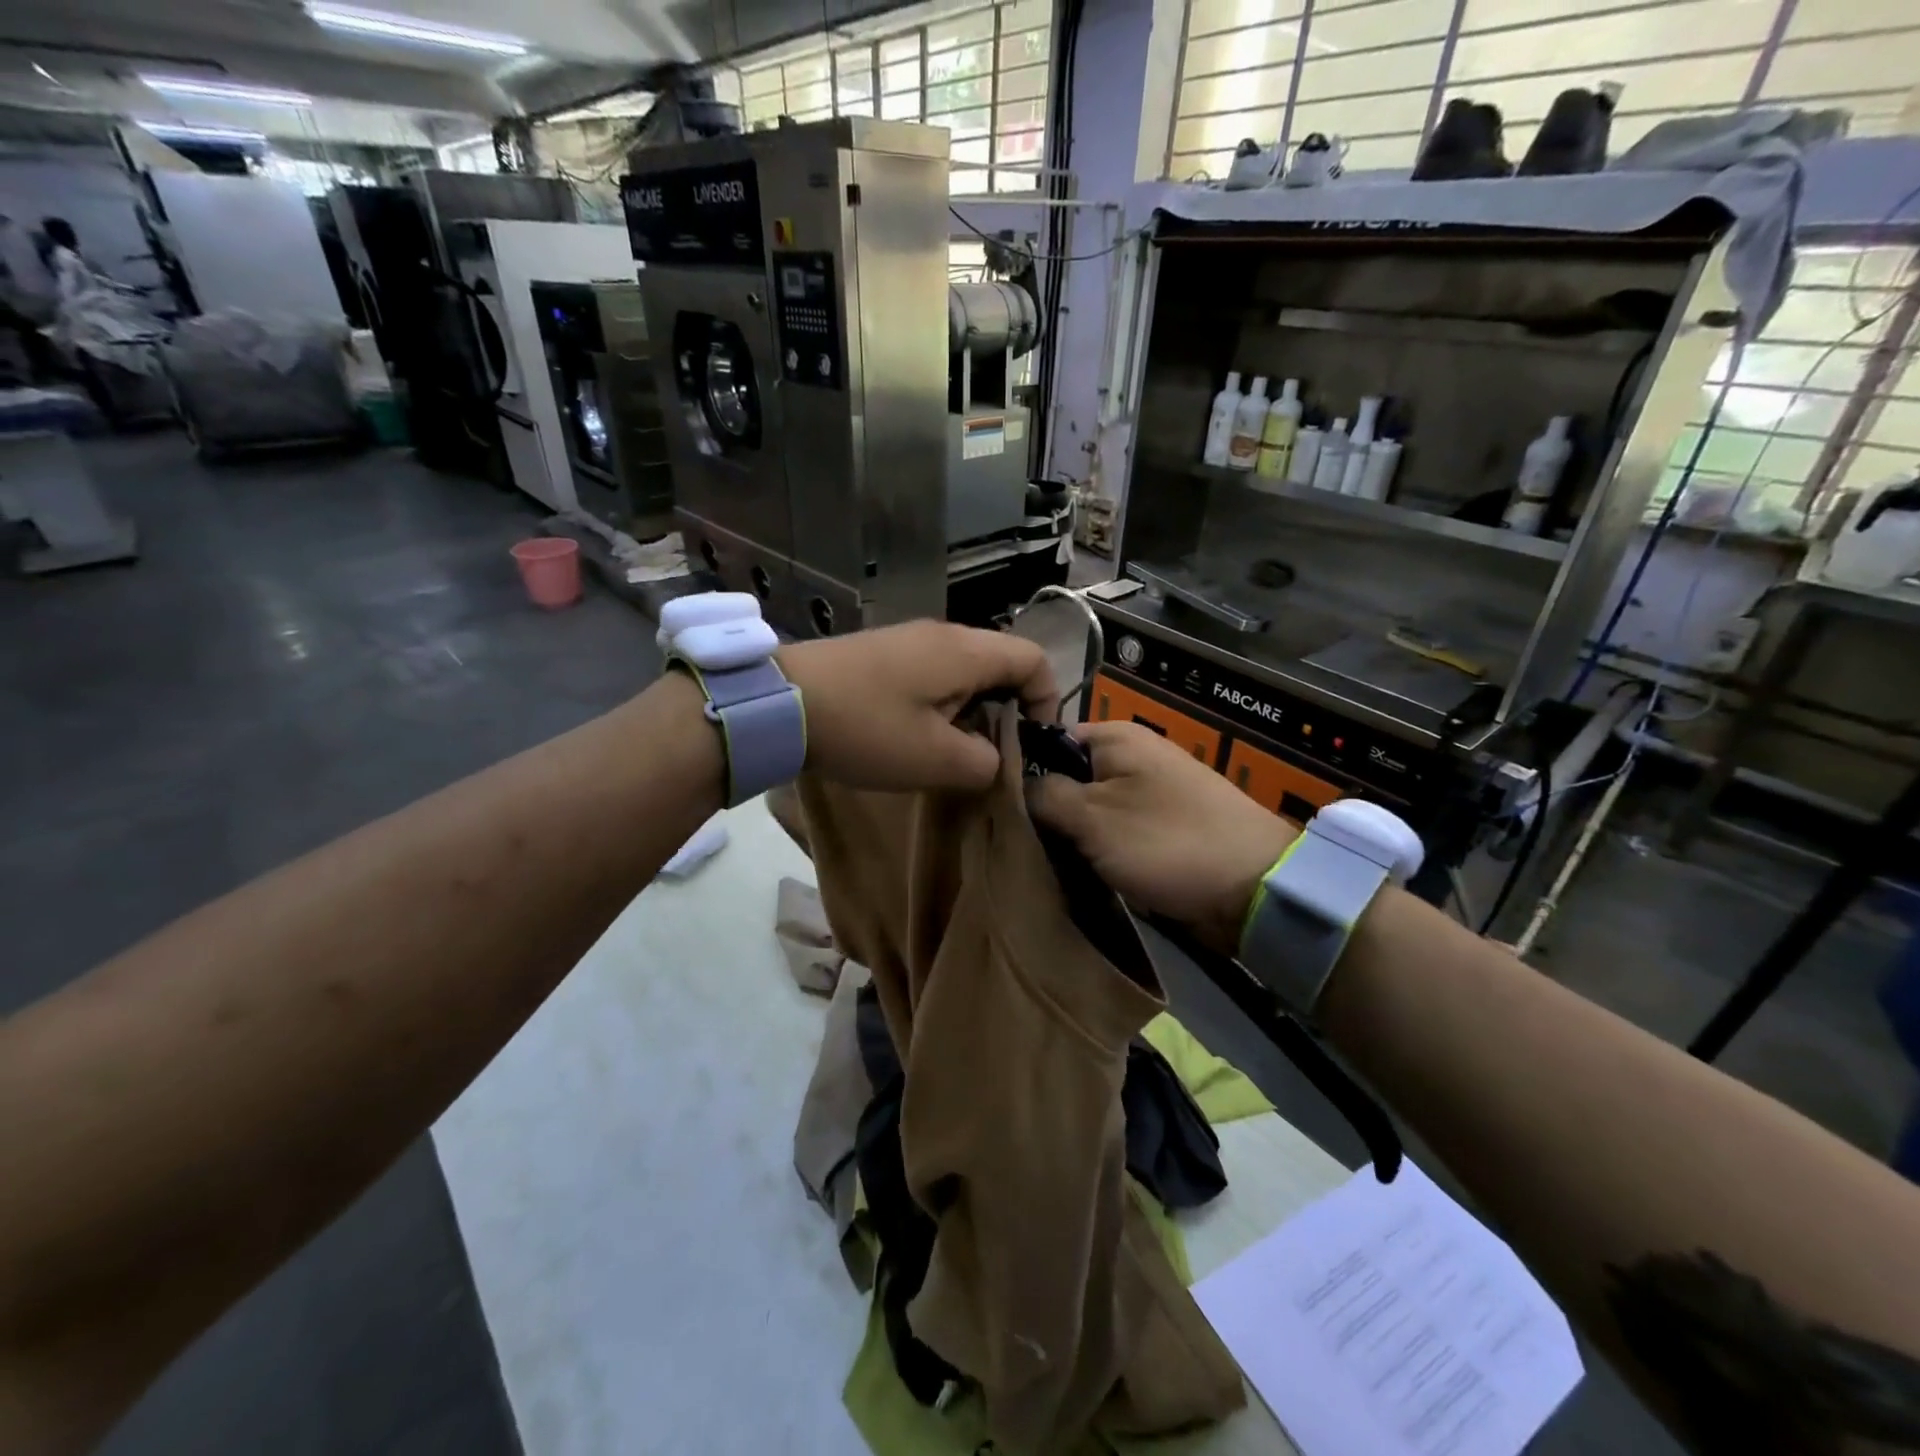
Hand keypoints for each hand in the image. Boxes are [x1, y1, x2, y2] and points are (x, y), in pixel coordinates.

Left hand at [776, 620, 1056, 791]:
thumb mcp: (936, 760)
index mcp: (967, 652)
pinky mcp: (884, 652)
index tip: (1032, 743)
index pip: (1035, 660)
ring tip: (954, 750)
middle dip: (1009, 711)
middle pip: (1002, 663)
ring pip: (967, 670)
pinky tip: (917, 734)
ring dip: (973, 710)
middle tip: (994, 754)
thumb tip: (993, 758)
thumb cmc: (867, 729)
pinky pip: (934, 672)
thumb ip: (985, 763)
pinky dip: (942, 703)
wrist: (779, 702)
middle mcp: (945, 634)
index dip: (1047, 701)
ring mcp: (911, 639)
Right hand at [1026, 721, 1294, 951]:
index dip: (1018, 769)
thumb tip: (1011, 783)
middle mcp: (1131, 756)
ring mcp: (1148, 793)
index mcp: (1115, 736)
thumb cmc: (1165, 841)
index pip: (1047, 740)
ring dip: (1067, 834)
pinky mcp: (1159, 827)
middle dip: (1042, 808)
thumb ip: (1043, 794)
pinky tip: (1073, 869)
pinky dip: (1094, 848)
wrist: (1254, 888)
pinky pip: (1111, 831)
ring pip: (1087, 809)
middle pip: (1066, 776)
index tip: (993, 806)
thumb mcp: (1092, 816)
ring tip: (1036, 858)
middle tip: (1011, 840)